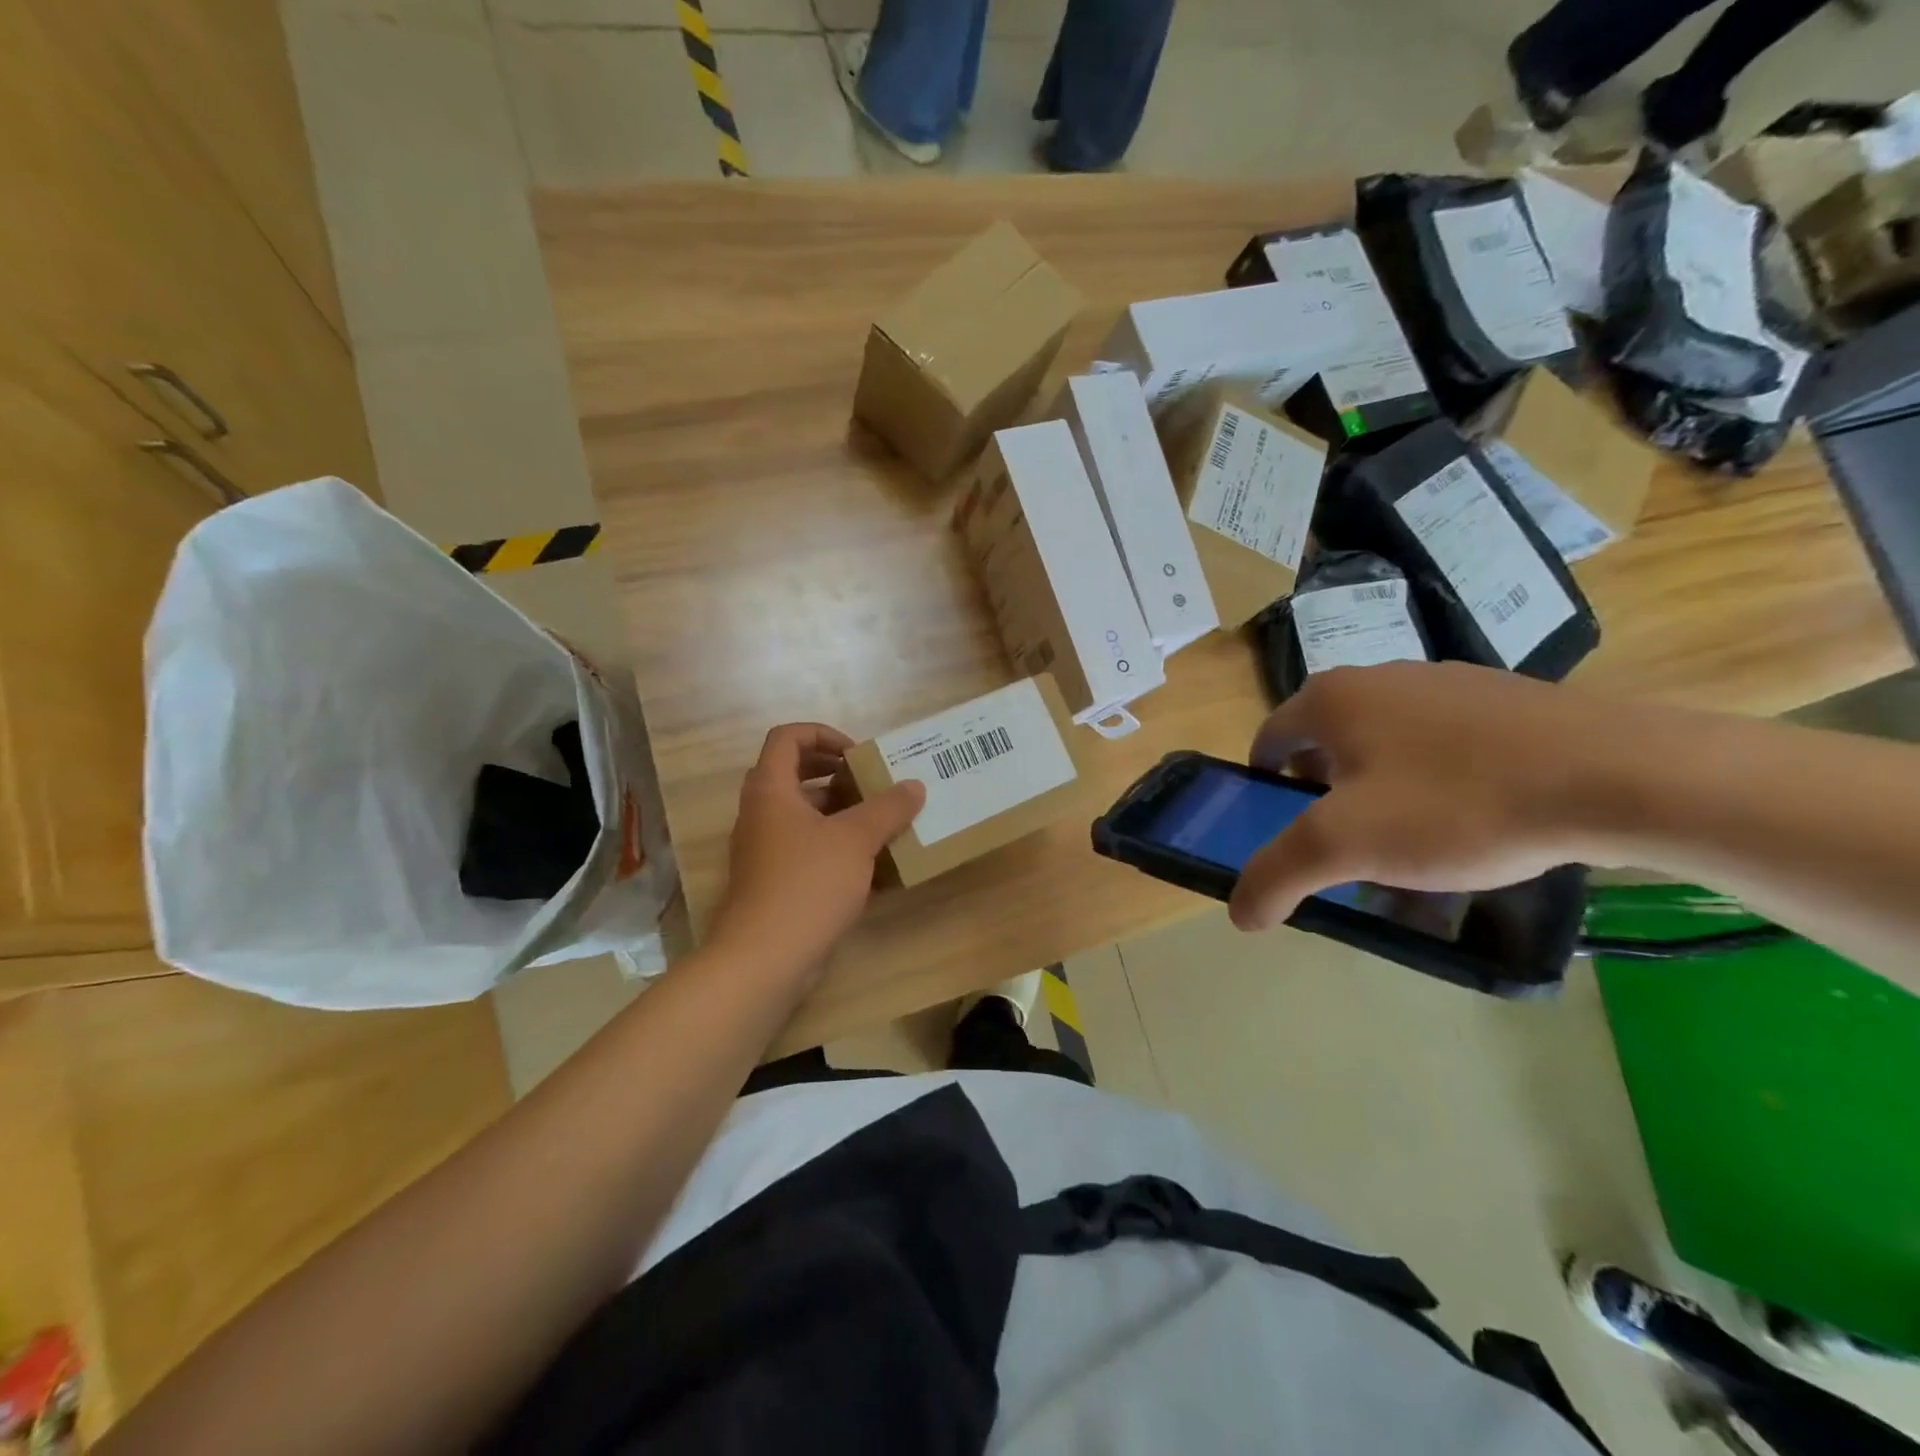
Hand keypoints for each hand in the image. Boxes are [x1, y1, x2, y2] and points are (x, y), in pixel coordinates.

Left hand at [709, 723, 925, 979]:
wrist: (764, 958)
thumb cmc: (807, 884)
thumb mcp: (856, 840)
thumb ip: (887, 808)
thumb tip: (914, 786)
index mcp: (771, 790)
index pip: (788, 738)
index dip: (824, 734)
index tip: (858, 755)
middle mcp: (762, 813)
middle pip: (796, 774)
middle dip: (838, 774)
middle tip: (873, 784)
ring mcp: (766, 850)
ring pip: (804, 815)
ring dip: (842, 812)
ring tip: (883, 822)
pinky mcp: (775, 881)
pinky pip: (807, 849)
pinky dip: (837, 847)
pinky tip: (873, 865)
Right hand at [1228, 662, 1629, 931]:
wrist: (1621, 775)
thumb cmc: (1457, 803)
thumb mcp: (1346, 845)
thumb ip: (1277, 875)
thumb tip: (1238, 912)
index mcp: (1332, 698)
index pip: (1268, 741)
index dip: (1263, 790)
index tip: (1285, 833)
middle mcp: (1380, 677)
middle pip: (1325, 742)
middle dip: (1323, 794)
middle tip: (1348, 845)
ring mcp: (1447, 682)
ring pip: (1385, 743)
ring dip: (1378, 789)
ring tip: (1413, 842)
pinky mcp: (1505, 700)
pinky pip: (1443, 743)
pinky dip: (1435, 780)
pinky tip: (1471, 820)